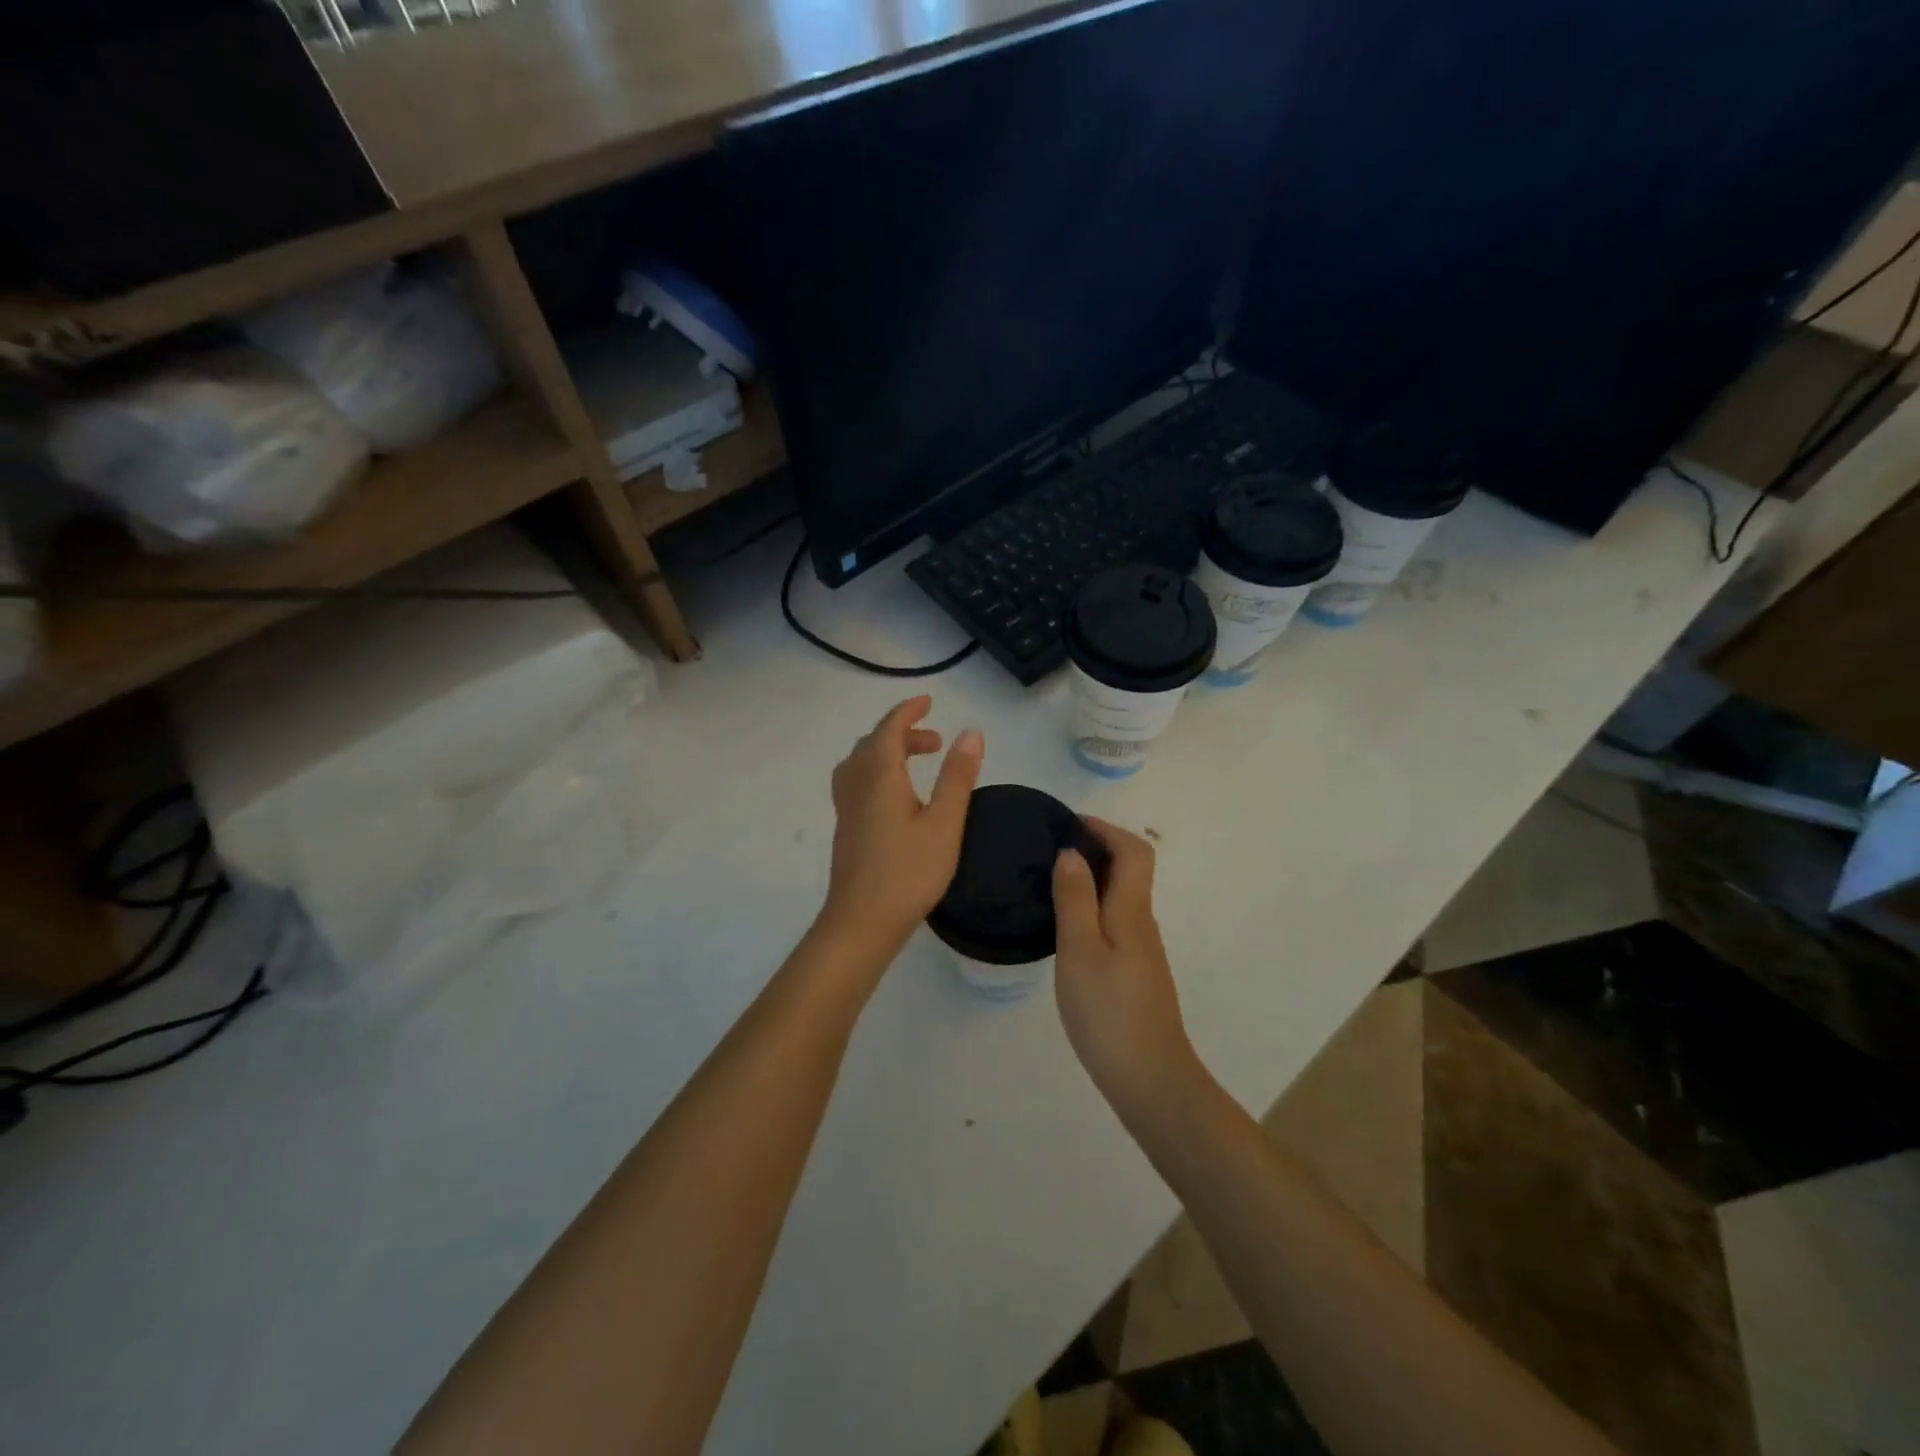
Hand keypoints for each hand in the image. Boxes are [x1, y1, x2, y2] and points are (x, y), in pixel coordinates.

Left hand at [819, 696, 983, 961]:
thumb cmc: (908, 872)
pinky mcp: (846, 828)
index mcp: (879, 777)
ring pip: (861, 763)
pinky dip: (877, 772)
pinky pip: (857, 782)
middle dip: (903, 733)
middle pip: (873, 744)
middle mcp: (856, 785)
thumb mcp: (944, 823)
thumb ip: (957, 777)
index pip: (889, 729)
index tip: (928, 701)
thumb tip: (971, 732)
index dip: (907, 711)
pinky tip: (897, 797)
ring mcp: (847, 808)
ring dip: (888, 752)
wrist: (861, 922)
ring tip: (918, 764)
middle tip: (936, 742)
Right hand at [1053, 818, 1198, 1114]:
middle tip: (1051, 852)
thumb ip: (1075, 899)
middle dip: (1097, 849)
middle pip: (1131, 870)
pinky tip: (1068, 929)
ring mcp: (1142, 951)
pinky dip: (1094, 909)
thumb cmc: (1109, 1012)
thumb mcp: (1080, 951)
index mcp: (1131, 911)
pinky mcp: (1136, 974)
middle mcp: (1142, 923)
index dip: (1106, 829)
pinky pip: (1116, 922)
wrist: (1151, 1080)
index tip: (1070, 824)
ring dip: (1093, 879)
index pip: (1134, 851)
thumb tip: (1072, 852)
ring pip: (1122, 898)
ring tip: (1052, 884)